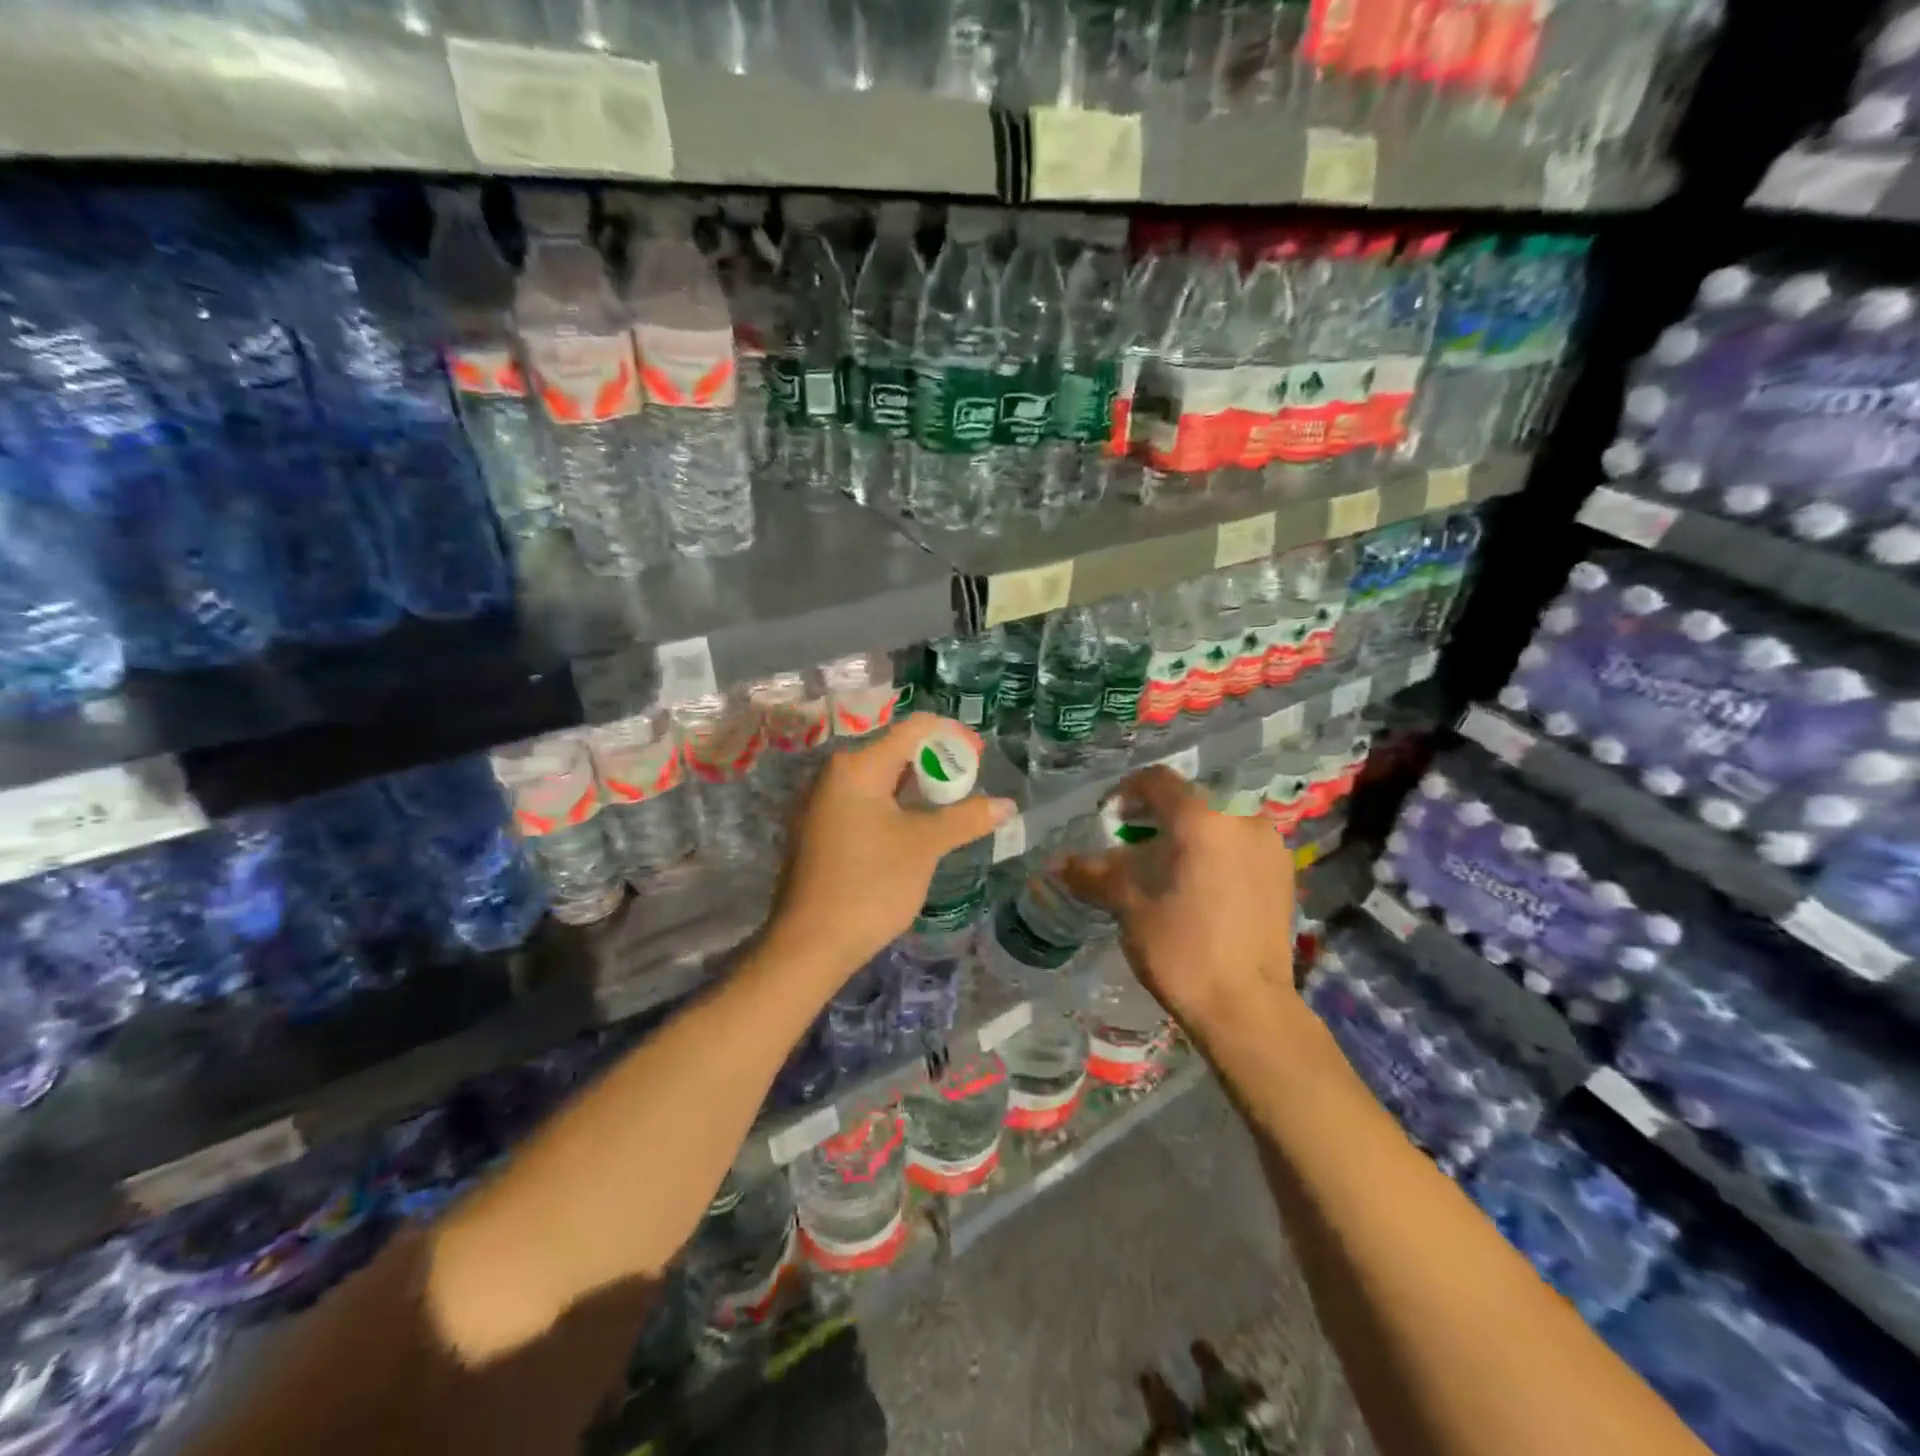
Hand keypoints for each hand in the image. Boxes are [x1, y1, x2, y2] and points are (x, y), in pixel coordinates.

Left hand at [765, 713, 1014, 983]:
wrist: (810, 945)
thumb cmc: (870, 885)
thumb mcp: (925, 847)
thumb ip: (966, 818)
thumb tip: (1006, 805)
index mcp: (857, 766)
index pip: (913, 729)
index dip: (952, 736)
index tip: (981, 756)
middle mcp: (834, 775)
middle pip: (895, 751)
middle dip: (936, 763)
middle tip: (969, 785)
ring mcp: (821, 803)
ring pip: (880, 780)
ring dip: (917, 788)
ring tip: (951, 807)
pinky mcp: (819, 831)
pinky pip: (865, 803)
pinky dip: (895, 807)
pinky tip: (916, 830)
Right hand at [1061, 766, 1295, 1032]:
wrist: (1247, 1008)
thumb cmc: (1181, 950)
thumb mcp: (1129, 907)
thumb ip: (1094, 874)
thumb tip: (1058, 863)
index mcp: (1202, 818)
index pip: (1158, 780)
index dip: (1126, 792)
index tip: (1110, 819)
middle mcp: (1242, 818)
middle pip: (1191, 798)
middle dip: (1158, 814)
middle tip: (1133, 843)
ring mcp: (1269, 844)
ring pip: (1219, 819)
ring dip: (1189, 830)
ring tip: (1167, 865)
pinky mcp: (1284, 871)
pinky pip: (1241, 841)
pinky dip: (1216, 848)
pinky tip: (1201, 883)